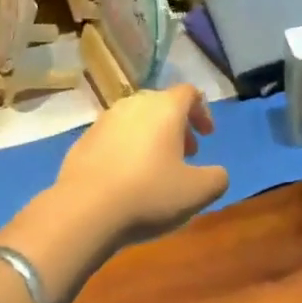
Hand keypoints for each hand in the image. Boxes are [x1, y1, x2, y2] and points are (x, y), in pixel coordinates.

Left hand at [56, 84, 229, 246]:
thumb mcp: (196, 193)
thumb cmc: (148, 194)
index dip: (202, 111)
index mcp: (165, 107)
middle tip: (185, 153)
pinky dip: (126, 148)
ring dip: (151, 136)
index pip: (189, 93)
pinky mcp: (84, 138)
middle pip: (162, 104)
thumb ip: (216, 178)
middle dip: (177, 125)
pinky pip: (114, 136)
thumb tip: (217, 173)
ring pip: (136, 118)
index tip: (208, 135)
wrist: (85, 209)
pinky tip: (126, 177)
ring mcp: (105, 119)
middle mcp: (134, 104)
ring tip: (156, 167)